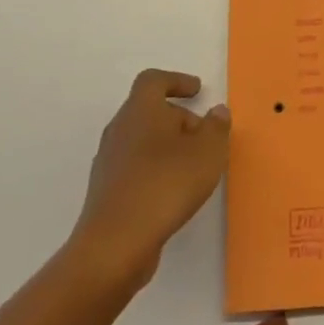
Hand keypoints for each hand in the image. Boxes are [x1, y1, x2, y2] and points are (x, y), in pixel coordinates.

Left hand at [67, 69, 230, 291]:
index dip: (176, 81)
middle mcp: (120, 129)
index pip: (153, 81)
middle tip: (203, 136)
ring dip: (166, 147)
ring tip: (192, 167)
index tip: (197, 91)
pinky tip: (172, 192)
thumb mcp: (207, 152)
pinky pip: (134, 168)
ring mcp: (108, 162)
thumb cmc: (165, 184)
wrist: (115, 244)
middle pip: (148, 111)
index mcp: (140, 110)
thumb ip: (216, 128)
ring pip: (141, 141)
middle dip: (178, 119)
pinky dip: (154, 170)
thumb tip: (217, 111)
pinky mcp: (106, 192)